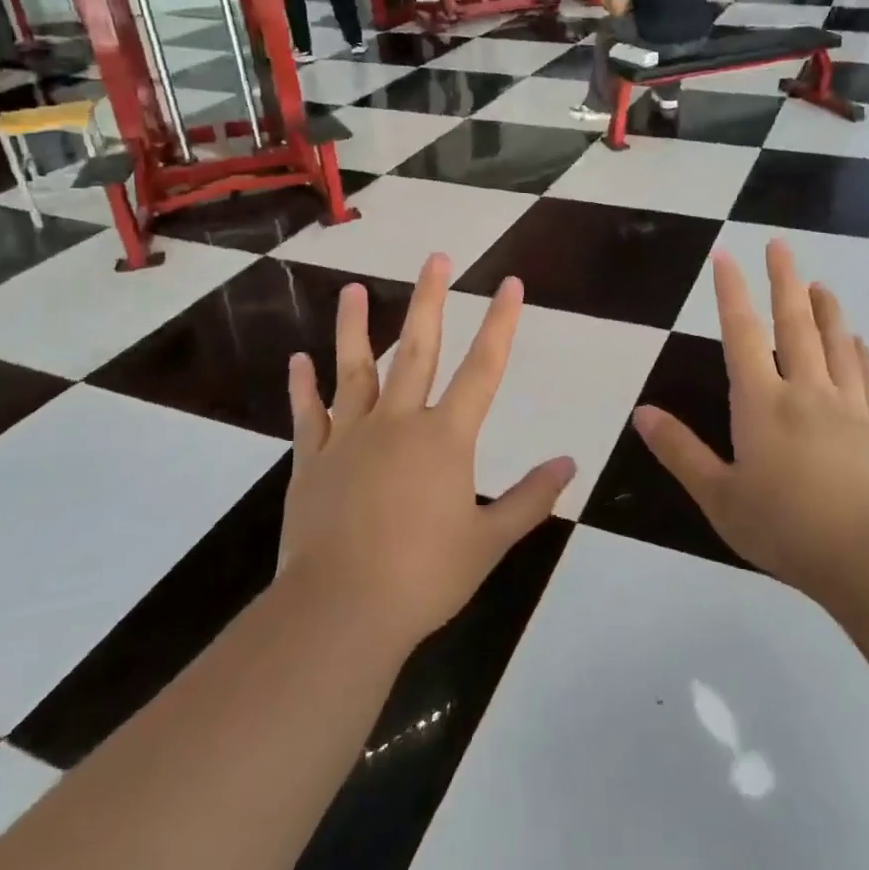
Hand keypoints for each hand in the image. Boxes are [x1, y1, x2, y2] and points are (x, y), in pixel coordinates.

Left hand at [279, 254, 573, 649]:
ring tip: (353, 289)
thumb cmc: (424, 577)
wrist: (341, 611)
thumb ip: (530, 499)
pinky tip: (298, 359)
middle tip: (436, 258)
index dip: (500, 324)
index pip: (483, 368)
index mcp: (445, 438)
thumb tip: (570, 463)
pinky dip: (302, 387)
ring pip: (355, 369)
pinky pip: (308, 415)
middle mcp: (398, 423)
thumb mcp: (489, 542)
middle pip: (418, 348)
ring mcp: (350, 438)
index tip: (509, 284)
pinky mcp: (312, 462)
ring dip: (355, 327)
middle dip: (431, 300)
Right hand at [634, 240, 868, 596]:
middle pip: (795, 323)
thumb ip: (680, 452)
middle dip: (784, 280)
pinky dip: (860, 353)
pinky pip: (868, 377)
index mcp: (762, 403)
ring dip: (827, 308)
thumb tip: (641, 413)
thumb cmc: (786, 527)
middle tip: (780, 245)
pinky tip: (859, 343)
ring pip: (837, 342)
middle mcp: (806, 390)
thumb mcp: (719, 496)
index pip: (742, 334)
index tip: (726, 256)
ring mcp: (849, 406)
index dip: (731, 292)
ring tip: (821, 284)